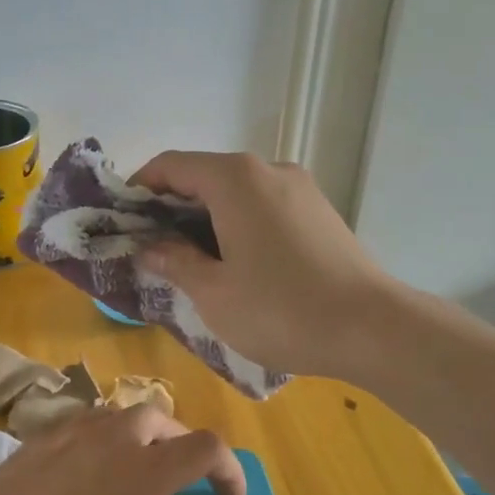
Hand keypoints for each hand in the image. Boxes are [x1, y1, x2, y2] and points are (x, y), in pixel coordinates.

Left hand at [0, 405, 245, 494]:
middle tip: (181, 481)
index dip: (228, 467)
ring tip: (132, 477)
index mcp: (139, 476)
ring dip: (135, 437)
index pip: (203, 446)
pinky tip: (76, 486)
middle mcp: (103, 444)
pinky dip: (94, 444)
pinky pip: (73, 429)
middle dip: (180, 442)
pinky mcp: (20, 450)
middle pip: (156, 416)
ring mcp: (57, 440)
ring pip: (111, 416)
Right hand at [131, 151, 392, 376]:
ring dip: (206, 217)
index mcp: (235, 179)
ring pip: (238, 192)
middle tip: (150, 246)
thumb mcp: (214, 293)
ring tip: (190, 260)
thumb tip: (151, 247)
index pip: (172, 166)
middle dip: (172, 206)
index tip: (121, 219)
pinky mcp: (321, 213)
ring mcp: (301, 189)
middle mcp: (269, 170)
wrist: (372, 329)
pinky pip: (265, 207)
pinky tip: (236, 263)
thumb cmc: (280, 310)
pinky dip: (239, 224)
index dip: (140, 187)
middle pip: (206, 175)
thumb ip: (175, 262)